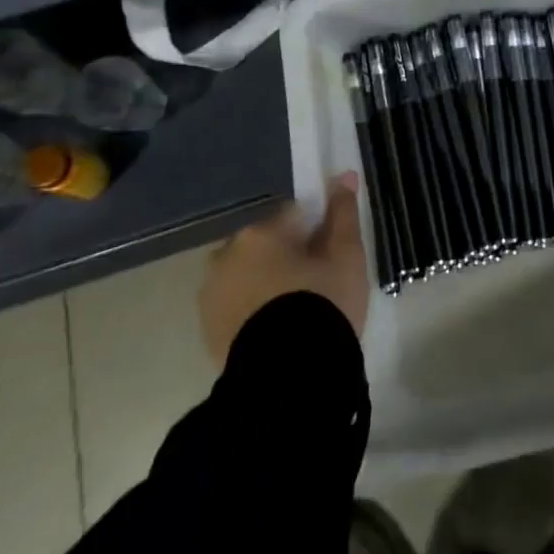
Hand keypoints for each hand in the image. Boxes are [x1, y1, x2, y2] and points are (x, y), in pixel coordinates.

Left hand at [199, 171, 368, 365]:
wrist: (288, 377)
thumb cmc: (322, 305)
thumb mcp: (346, 256)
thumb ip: (343, 213)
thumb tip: (344, 175)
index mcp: (260, 233)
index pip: (296, 215)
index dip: (319, 232)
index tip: (334, 256)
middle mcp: (226, 255)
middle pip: (268, 244)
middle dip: (289, 257)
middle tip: (319, 285)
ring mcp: (211, 294)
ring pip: (250, 275)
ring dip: (269, 283)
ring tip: (299, 313)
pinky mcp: (207, 330)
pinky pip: (238, 305)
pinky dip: (255, 310)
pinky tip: (279, 331)